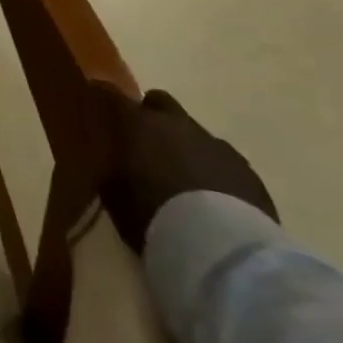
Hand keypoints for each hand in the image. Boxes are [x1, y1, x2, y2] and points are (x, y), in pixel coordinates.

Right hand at [98, 88, 276, 252]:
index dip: (102, 95)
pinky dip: (212, 169)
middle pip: (160, 101)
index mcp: (139, 124)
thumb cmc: (153, 216)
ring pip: (194, 132)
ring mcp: (215, 144)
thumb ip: (110, 168)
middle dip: (151, 115)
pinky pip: (222, 159)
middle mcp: (176, 124)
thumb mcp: (114, 194)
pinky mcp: (247, 170)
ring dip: (184, 145)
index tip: (95, 99)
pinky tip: (211, 196)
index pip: (111, 94)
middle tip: (143, 141)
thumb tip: (110, 160)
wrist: (221, 248)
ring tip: (180, 177)